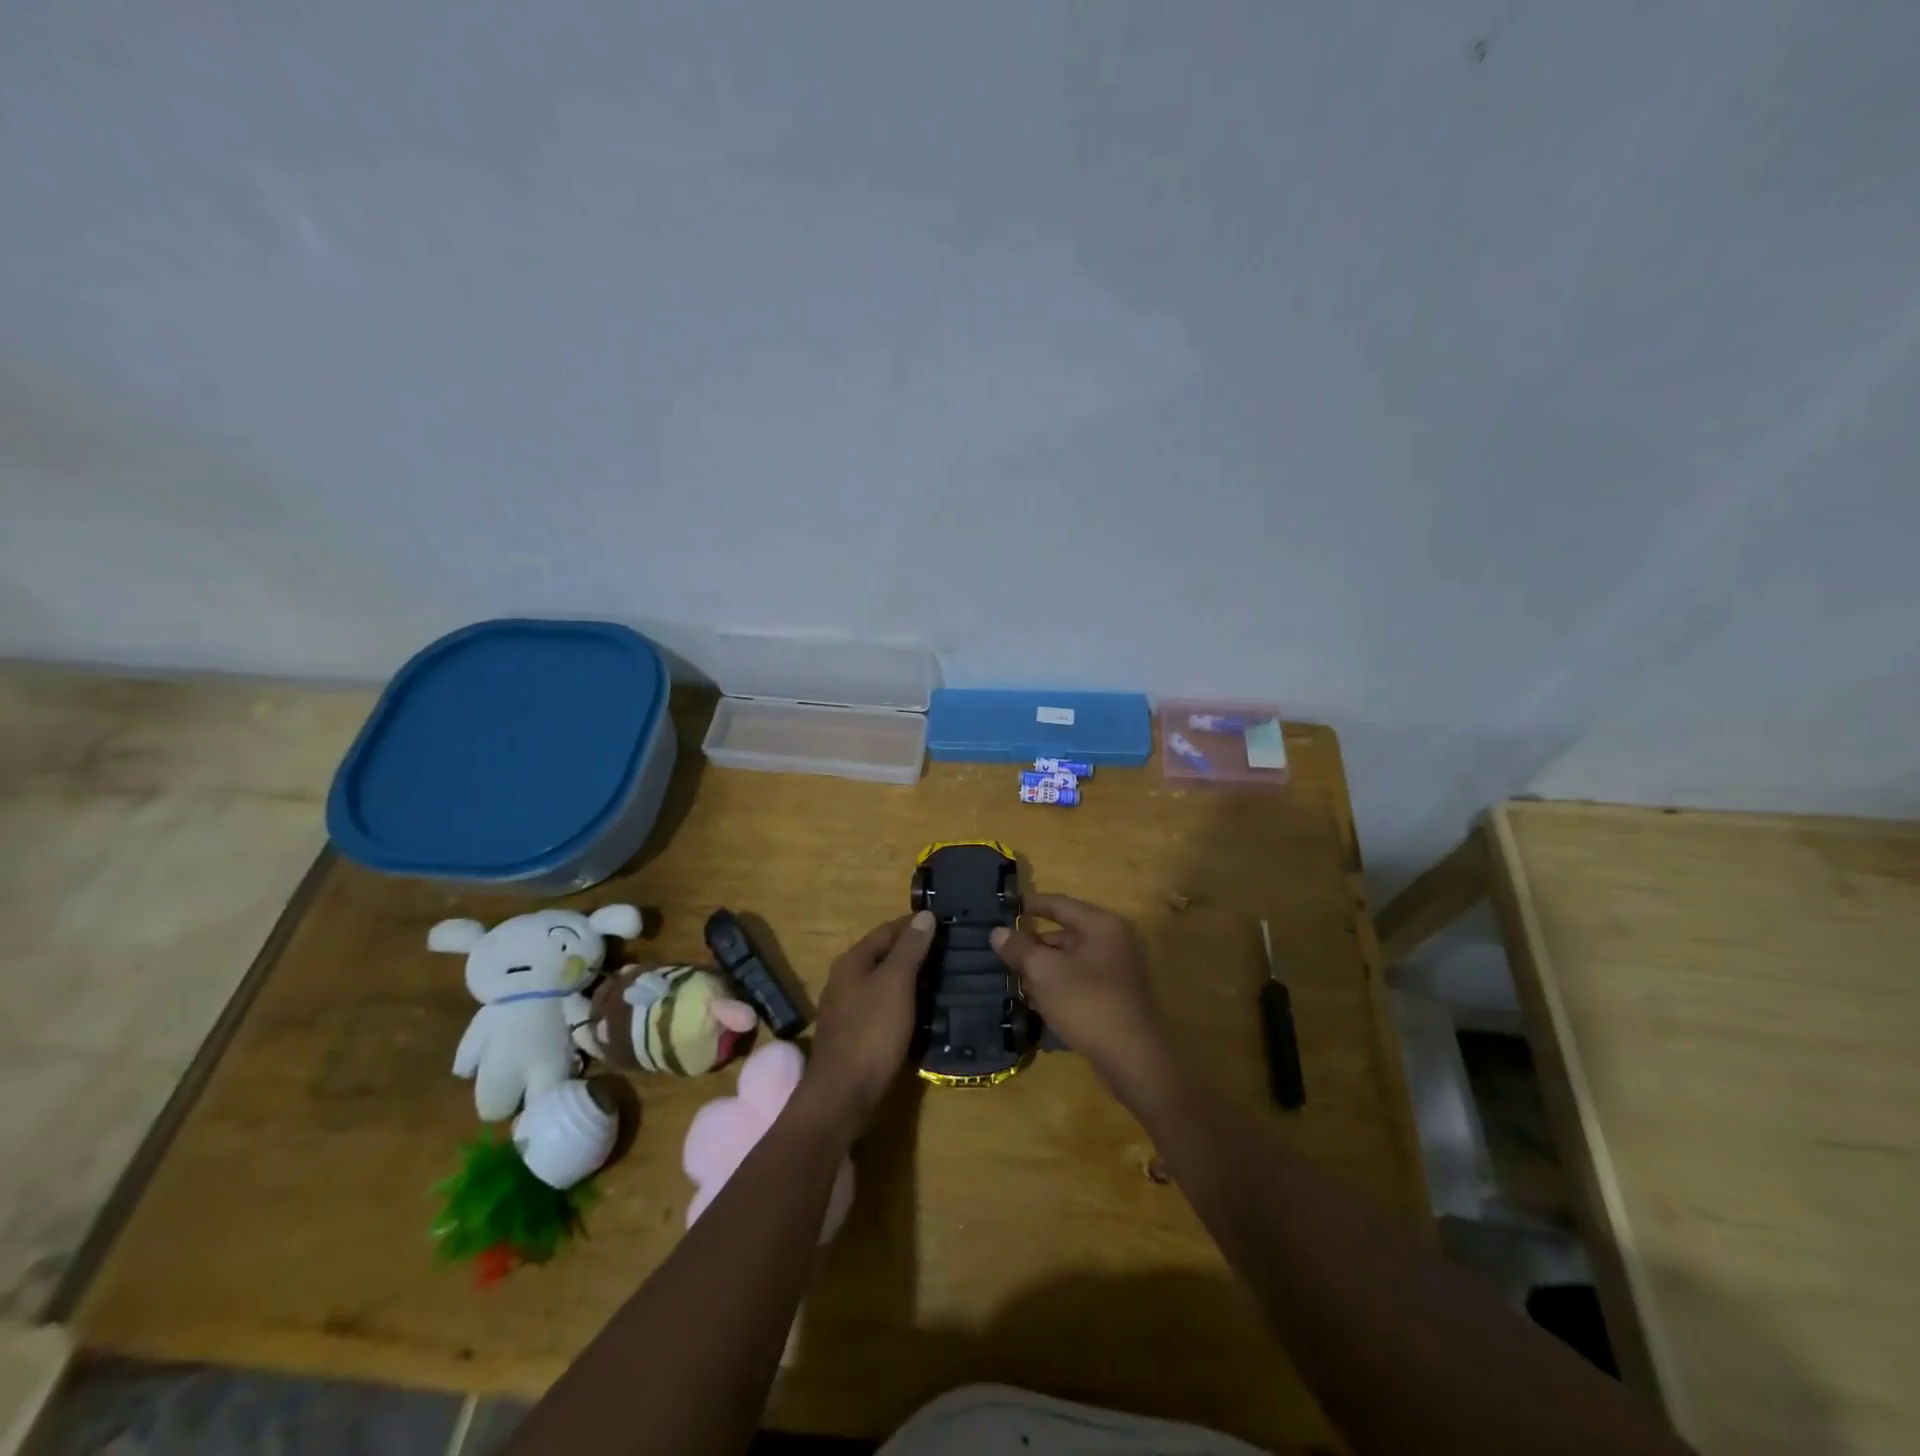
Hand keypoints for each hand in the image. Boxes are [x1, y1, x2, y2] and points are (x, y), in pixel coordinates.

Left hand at [799, 911, 935, 1135]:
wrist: (843, 1095)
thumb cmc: (871, 1032)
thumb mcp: (896, 983)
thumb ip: (910, 948)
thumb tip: (925, 914)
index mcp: (852, 961)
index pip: (887, 930)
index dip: (915, 925)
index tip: (946, 924)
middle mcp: (845, 980)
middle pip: (884, 955)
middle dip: (914, 951)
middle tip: (950, 952)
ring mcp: (847, 1009)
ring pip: (884, 982)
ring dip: (911, 978)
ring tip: (943, 978)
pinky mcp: (854, 1035)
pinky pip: (883, 1007)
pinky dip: (904, 1002)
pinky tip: (922, 1010)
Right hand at [991, 894, 1177, 1107]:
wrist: (1132, 1059)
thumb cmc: (1087, 1003)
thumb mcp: (1045, 972)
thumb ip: (1020, 948)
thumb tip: (998, 932)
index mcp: (1101, 925)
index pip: (1060, 904)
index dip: (1030, 904)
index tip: (1004, 907)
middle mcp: (1114, 940)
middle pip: (1065, 933)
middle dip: (1033, 943)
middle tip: (1001, 950)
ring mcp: (1118, 970)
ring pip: (1070, 960)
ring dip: (1043, 967)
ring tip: (1012, 977)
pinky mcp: (1115, 996)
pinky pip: (1080, 980)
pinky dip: (1058, 985)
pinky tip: (1035, 1000)